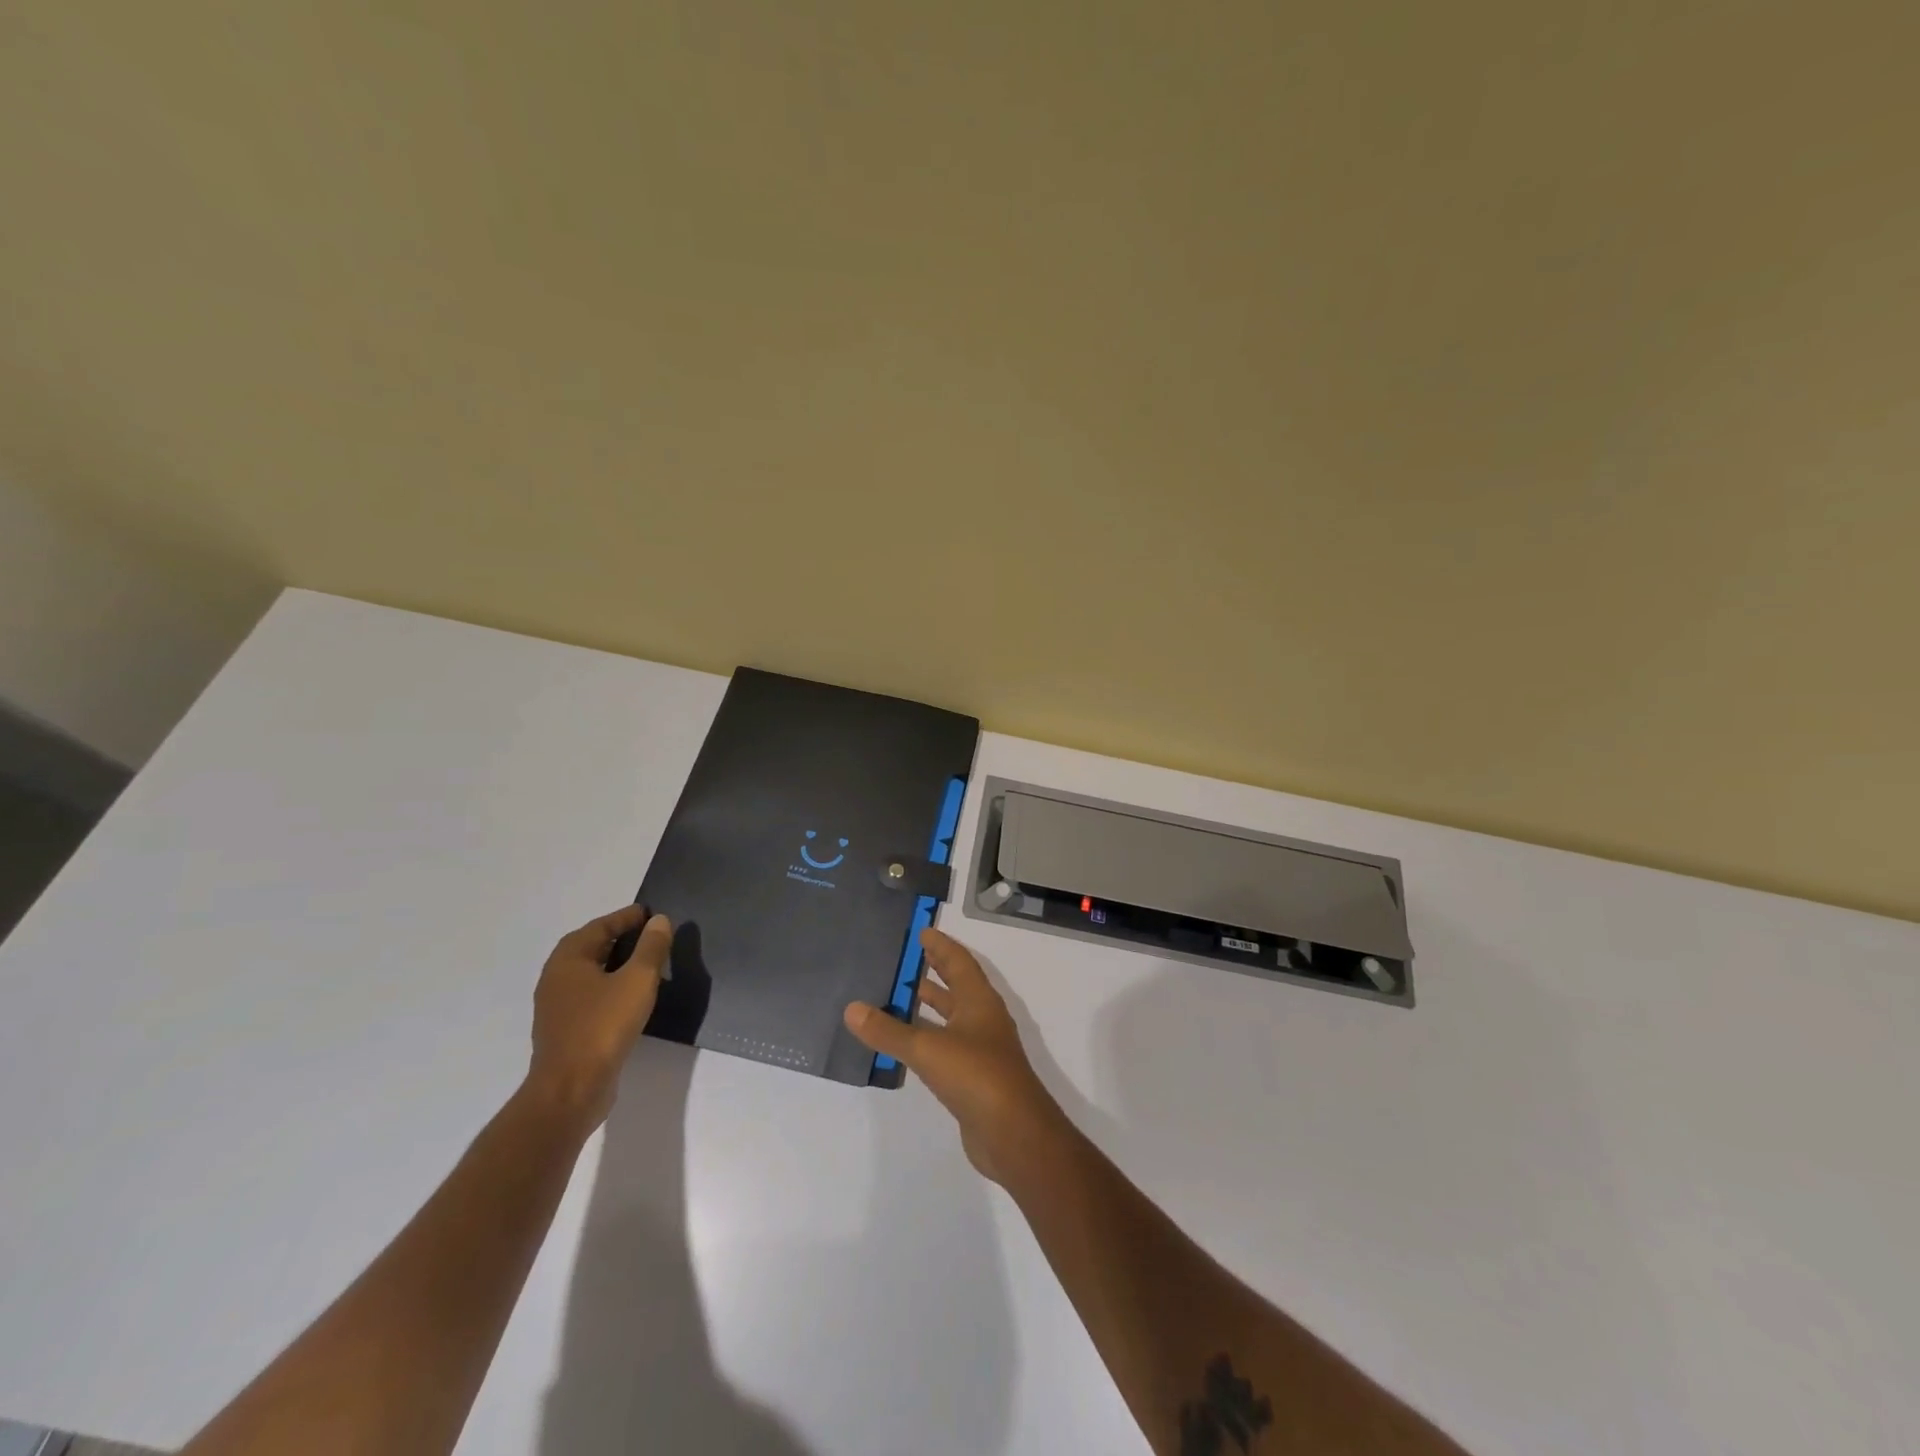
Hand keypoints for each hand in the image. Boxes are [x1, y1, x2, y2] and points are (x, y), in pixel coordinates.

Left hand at [525, 904, 671, 1131]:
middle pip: (593, 947)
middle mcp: (557, 978)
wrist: (571, 1090)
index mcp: (568, 959)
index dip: (627, 918)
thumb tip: (659, 921)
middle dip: (622, 939)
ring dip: (618, 965)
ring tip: (649, 964)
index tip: (652, 914)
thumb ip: (651, 948)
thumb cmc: (603, 1026)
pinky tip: (634, 998)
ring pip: (593, 974)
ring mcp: (558, 1007)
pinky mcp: (567, 1030)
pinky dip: (613, 988)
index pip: (601, 926)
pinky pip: (593, 997)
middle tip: (653, 936)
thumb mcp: (637, 980)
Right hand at [844, 927, 1066, 1183]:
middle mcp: (982, 1020)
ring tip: (894, 996)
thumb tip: (852, 1008)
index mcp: (979, 1001)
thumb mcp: (928, 1048)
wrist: (1014, 1135)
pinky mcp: (972, 1079)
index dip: (941, 946)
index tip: (921, 931)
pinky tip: (902, 1045)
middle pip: (956, 987)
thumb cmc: (976, 1076)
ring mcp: (979, 1050)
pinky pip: (943, 1048)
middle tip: (902, 958)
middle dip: (933, 972)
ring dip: (927, 1007)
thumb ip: (888, 1031)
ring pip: (949, 1018)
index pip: (959, 962)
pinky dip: (924, 1040)